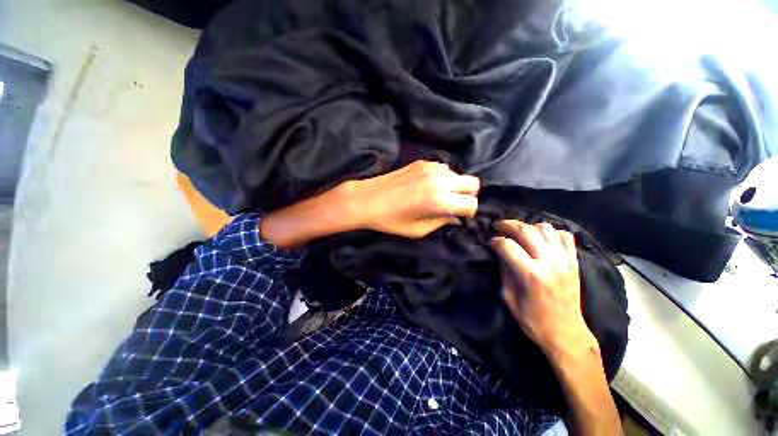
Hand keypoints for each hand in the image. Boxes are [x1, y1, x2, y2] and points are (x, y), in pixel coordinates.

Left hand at [345, 160, 479, 237]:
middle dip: (468, 196)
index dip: (468, 213)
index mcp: (439, 199)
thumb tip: (455, 217)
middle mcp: (440, 179)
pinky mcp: (422, 162)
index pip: (471, 203)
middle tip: (454, 205)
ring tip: (438, 195)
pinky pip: (443, 168)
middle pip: (473, 183)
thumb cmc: (390, 220)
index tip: (459, 217)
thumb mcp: (418, 230)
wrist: (366, 199)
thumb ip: (441, 222)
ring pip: (458, 174)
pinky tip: (427, 185)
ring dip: (454, 185)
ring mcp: (431, 167)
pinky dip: (442, 178)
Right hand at [490, 220, 595, 353]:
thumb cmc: (533, 320)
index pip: (507, 245)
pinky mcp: (574, 262)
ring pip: (546, 229)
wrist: (566, 334)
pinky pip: (565, 236)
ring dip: (528, 227)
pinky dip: (551, 232)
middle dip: (507, 224)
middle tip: (498, 225)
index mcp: (530, 275)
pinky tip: (542, 238)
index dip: (494, 241)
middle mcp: (549, 263)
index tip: (490, 242)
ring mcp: (564, 261)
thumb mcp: (509, 298)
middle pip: (526, 231)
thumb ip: (504, 271)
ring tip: (519, 232)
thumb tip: (499, 252)